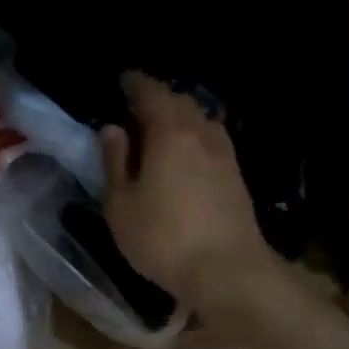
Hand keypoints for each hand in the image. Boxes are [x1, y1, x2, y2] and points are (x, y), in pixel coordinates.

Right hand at [99, 72, 274, 308]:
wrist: (226, 269)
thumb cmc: (163, 238)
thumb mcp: (122, 205)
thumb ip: (115, 162)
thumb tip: (112, 129)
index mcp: (169, 133)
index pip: (151, 93)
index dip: (136, 83)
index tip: (123, 79)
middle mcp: (201, 133)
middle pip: (180, 102)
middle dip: (159, 97)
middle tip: (138, 103)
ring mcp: (224, 154)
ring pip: (200, 120)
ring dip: (181, 116)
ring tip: (162, 126)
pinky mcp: (236, 176)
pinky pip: (212, 140)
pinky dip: (195, 135)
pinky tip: (188, 152)